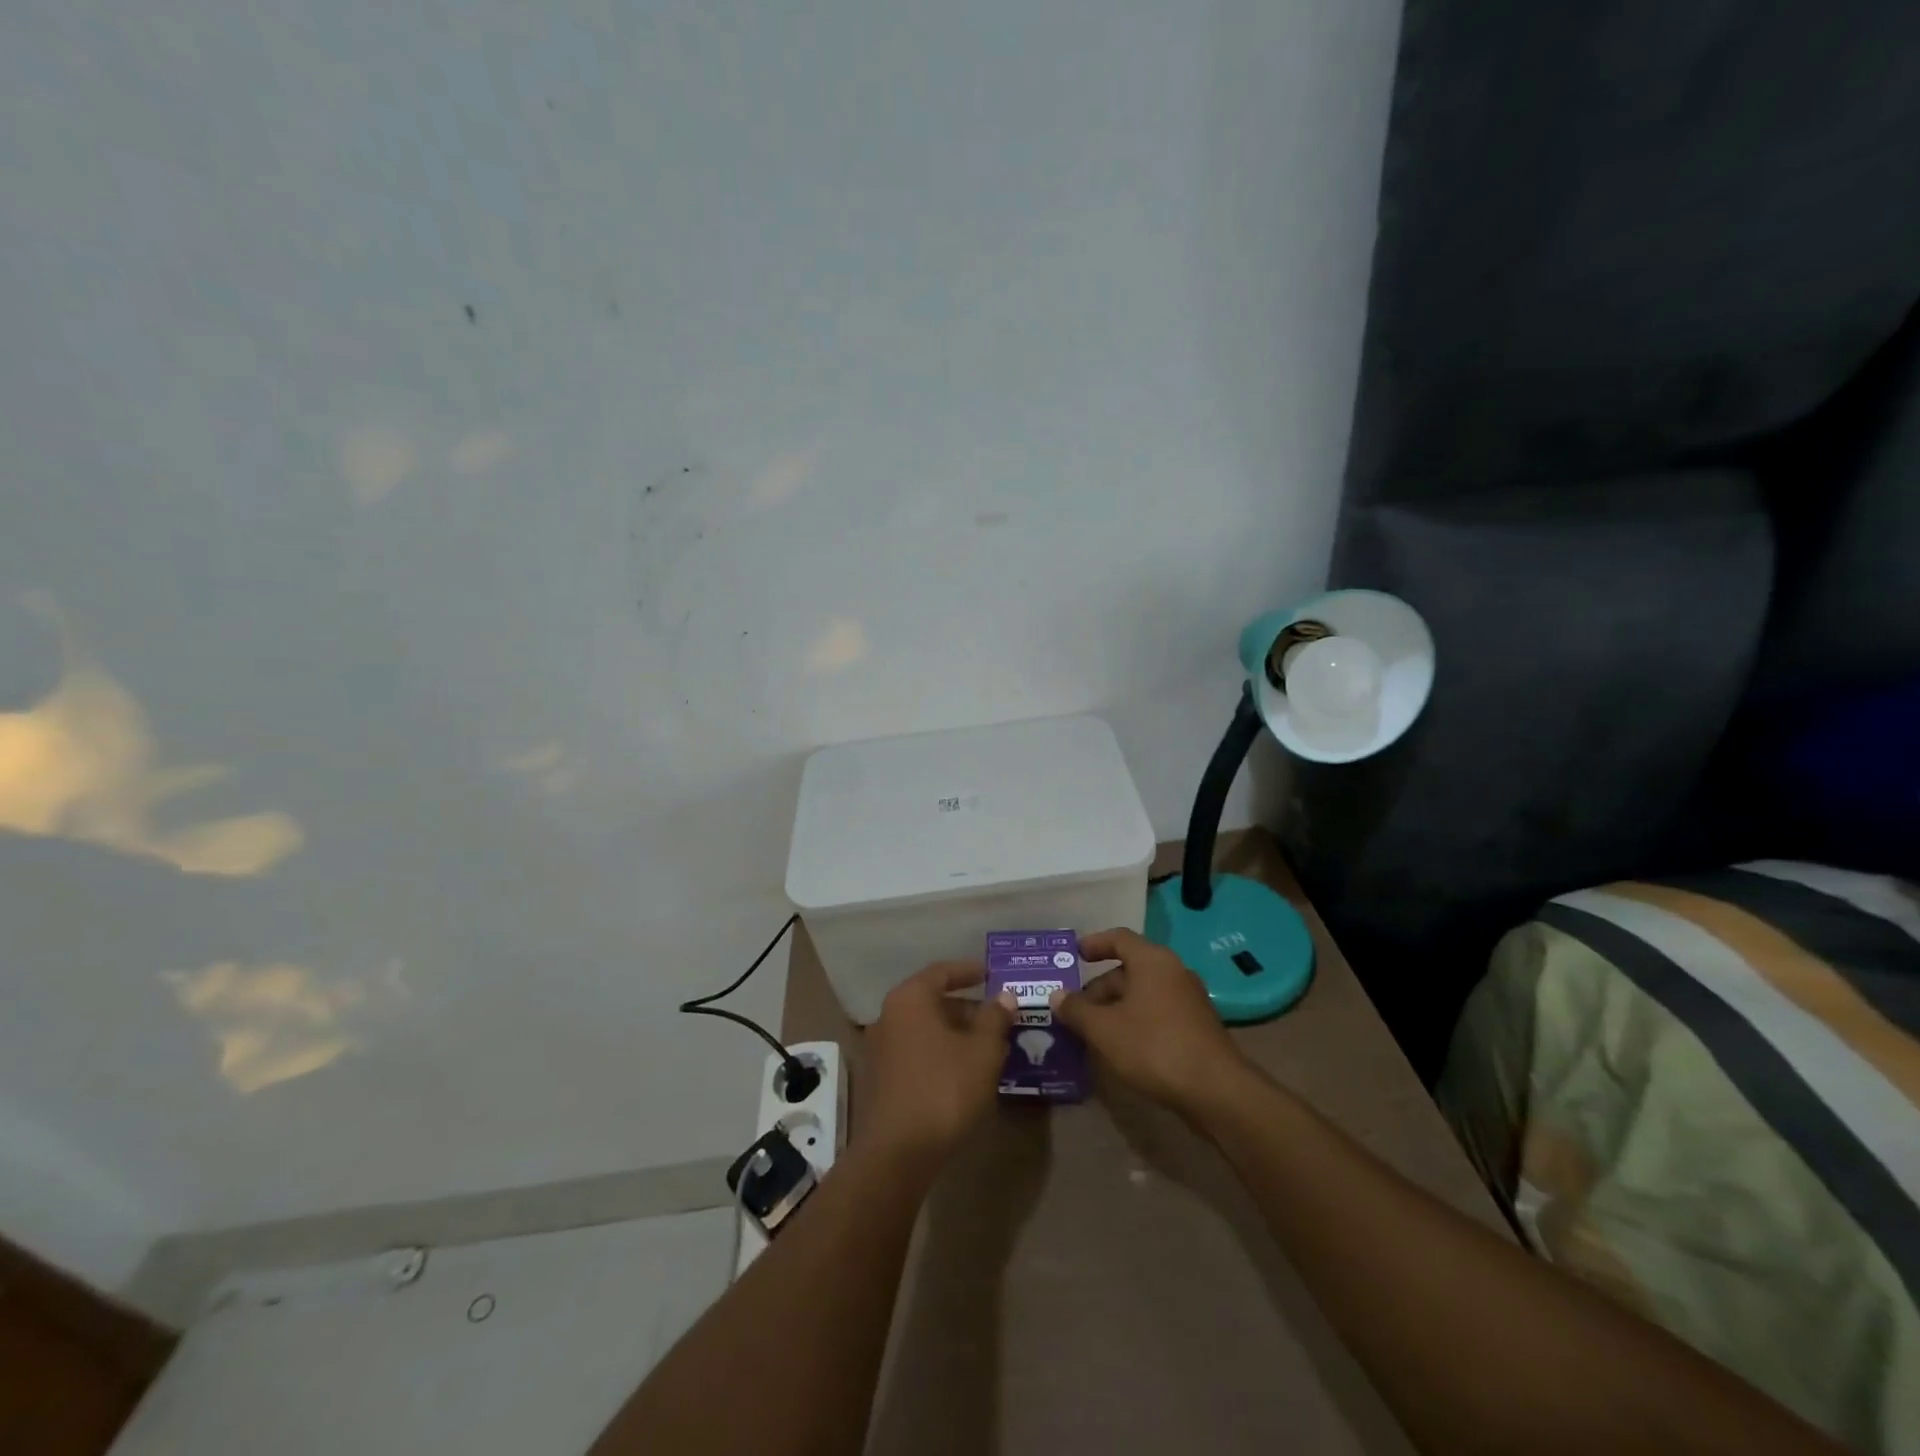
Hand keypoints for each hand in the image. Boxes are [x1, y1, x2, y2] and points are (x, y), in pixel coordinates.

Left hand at [858, 962, 1014, 1167]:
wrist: (897, 1153)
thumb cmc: (944, 1089)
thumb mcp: (982, 1052)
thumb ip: (995, 1019)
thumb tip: (1004, 996)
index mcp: (911, 999)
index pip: (942, 972)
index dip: (969, 971)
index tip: (992, 973)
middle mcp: (890, 1016)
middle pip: (934, 1001)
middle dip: (969, 1008)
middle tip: (1000, 1017)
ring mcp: (883, 1048)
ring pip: (927, 1029)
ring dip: (958, 1033)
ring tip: (991, 1046)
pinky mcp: (883, 1078)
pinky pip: (919, 1051)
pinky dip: (943, 1052)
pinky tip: (967, 1071)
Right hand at [1051, 928, 1253, 1116]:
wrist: (1216, 1090)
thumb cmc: (1154, 1047)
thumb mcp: (1104, 1029)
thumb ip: (1076, 1010)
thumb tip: (1056, 995)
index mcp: (1152, 961)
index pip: (1119, 938)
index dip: (1094, 943)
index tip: (1074, 955)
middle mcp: (1173, 972)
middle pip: (1129, 969)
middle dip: (1099, 988)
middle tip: (1074, 1009)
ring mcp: (1188, 1000)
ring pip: (1143, 994)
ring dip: (1116, 1007)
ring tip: (1092, 1030)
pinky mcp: (1196, 1026)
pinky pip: (1157, 1012)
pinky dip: (1135, 1021)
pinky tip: (1120, 1047)